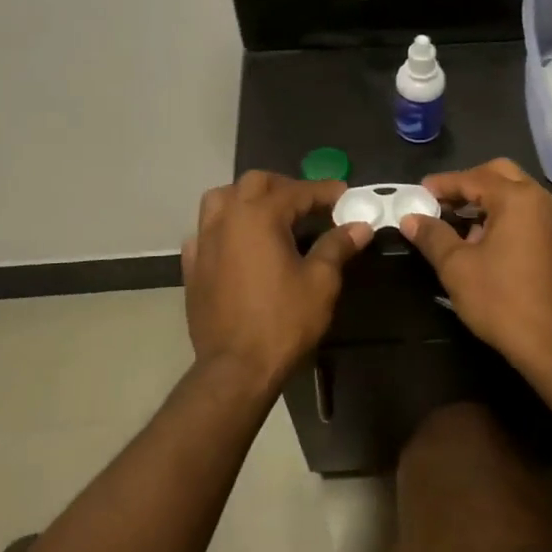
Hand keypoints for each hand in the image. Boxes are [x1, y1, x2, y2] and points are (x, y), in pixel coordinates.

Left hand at [183, 172, 370, 384]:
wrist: (236, 368)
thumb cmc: (283, 321)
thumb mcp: (321, 282)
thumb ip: (337, 246)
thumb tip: (359, 226)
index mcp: (258, 216)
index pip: (297, 192)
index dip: (324, 191)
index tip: (345, 195)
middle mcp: (227, 219)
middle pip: (254, 183)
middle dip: (284, 187)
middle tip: (309, 204)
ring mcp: (204, 242)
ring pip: (221, 199)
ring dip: (247, 198)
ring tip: (269, 215)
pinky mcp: (192, 267)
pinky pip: (204, 232)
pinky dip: (224, 228)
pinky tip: (238, 245)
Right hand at [399, 159, 551, 371]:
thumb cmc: (502, 301)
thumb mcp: (457, 267)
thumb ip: (433, 236)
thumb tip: (410, 219)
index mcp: (518, 199)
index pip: (473, 178)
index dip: (443, 184)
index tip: (419, 193)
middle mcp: (544, 201)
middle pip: (501, 175)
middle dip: (470, 184)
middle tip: (444, 202)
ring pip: (520, 195)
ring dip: (490, 202)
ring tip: (463, 227)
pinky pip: (533, 217)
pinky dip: (509, 219)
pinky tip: (491, 246)